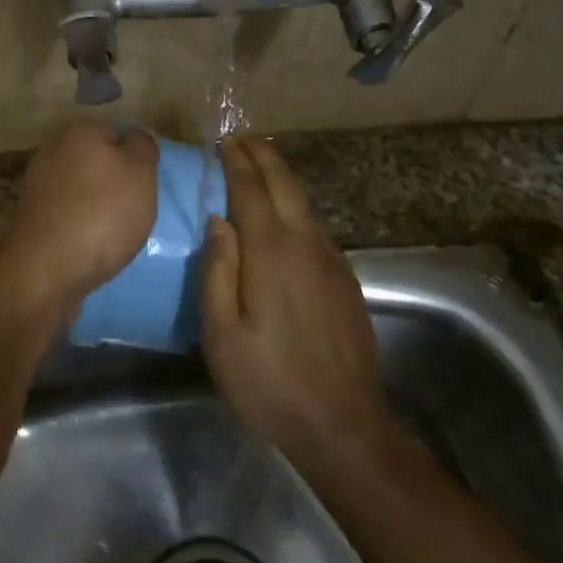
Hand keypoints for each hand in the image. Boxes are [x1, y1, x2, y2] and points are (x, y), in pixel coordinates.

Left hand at [0, 120, 158, 318]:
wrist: (46, 269)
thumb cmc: (102, 214)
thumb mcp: (140, 174)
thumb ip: (143, 147)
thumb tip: (138, 135)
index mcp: (80, 131)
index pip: (118, 132)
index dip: (137, 157)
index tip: (147, 185)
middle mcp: (53, 149)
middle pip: (97, 160)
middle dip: (116, 182)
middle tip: (135, 209)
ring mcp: (37, 184)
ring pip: (81, 188)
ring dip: (98, 206)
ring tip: (116, 232)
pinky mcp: (31, 217)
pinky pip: (67, 213)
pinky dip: (80, 225)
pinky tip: (92, 245)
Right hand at [200, 136, 388, 462]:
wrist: (343, 423)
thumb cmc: (269, 380)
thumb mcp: (222, 333)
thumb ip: (217, 270)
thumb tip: (218, 221)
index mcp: (271, 252)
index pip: (252, 191)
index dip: (237, 163)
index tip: (224, 142)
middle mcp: (305, 245)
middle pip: (286, 185)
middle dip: (264, 156)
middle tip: (242, 139)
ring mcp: (331, 261)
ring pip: (305, 203)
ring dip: (282, 177)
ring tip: (261, 164)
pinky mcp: (345, 279)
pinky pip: (316, 226)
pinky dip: (297, 205)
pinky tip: (287, 213)